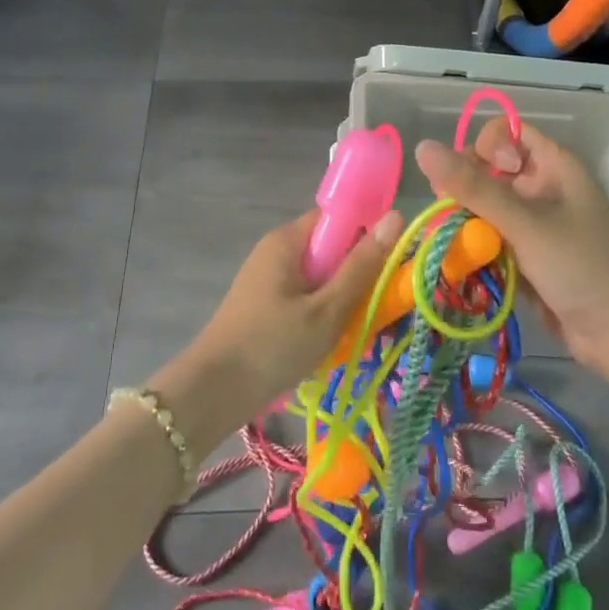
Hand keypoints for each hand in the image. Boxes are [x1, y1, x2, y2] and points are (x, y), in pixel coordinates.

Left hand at [152, 209, 401, 449]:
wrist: (213, 392)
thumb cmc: (273, 345)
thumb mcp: (327, 309)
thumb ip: (362, 266)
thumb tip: (395, 216)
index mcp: (287, 240)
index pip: (336, 217)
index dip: (365, 234)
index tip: (388, 264)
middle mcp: (275, 250)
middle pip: (329, 248)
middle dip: (354, 273)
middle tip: (374, 304)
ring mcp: (267, 278)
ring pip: (318, 276)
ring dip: (339, 298)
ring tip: (354, 327)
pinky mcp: (264, 304)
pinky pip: (304, 296)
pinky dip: (320, 312)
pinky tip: (328, 340)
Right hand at [415, 120, 608, 373]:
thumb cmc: (581, 267)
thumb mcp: (525, 224)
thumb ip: (473, 187)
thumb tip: (422, 147)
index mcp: (553, 166)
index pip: (505, 134)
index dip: (486, 148)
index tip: (483, 177)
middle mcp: (541, 188)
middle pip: (486, 170)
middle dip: (463, 189)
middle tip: (451, 213)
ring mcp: (532, 224)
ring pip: (482, 206)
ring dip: (464, 221)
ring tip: (451, 242)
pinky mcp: (523, 255)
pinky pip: (487, 237)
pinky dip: (472, 246)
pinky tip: (460, 262)